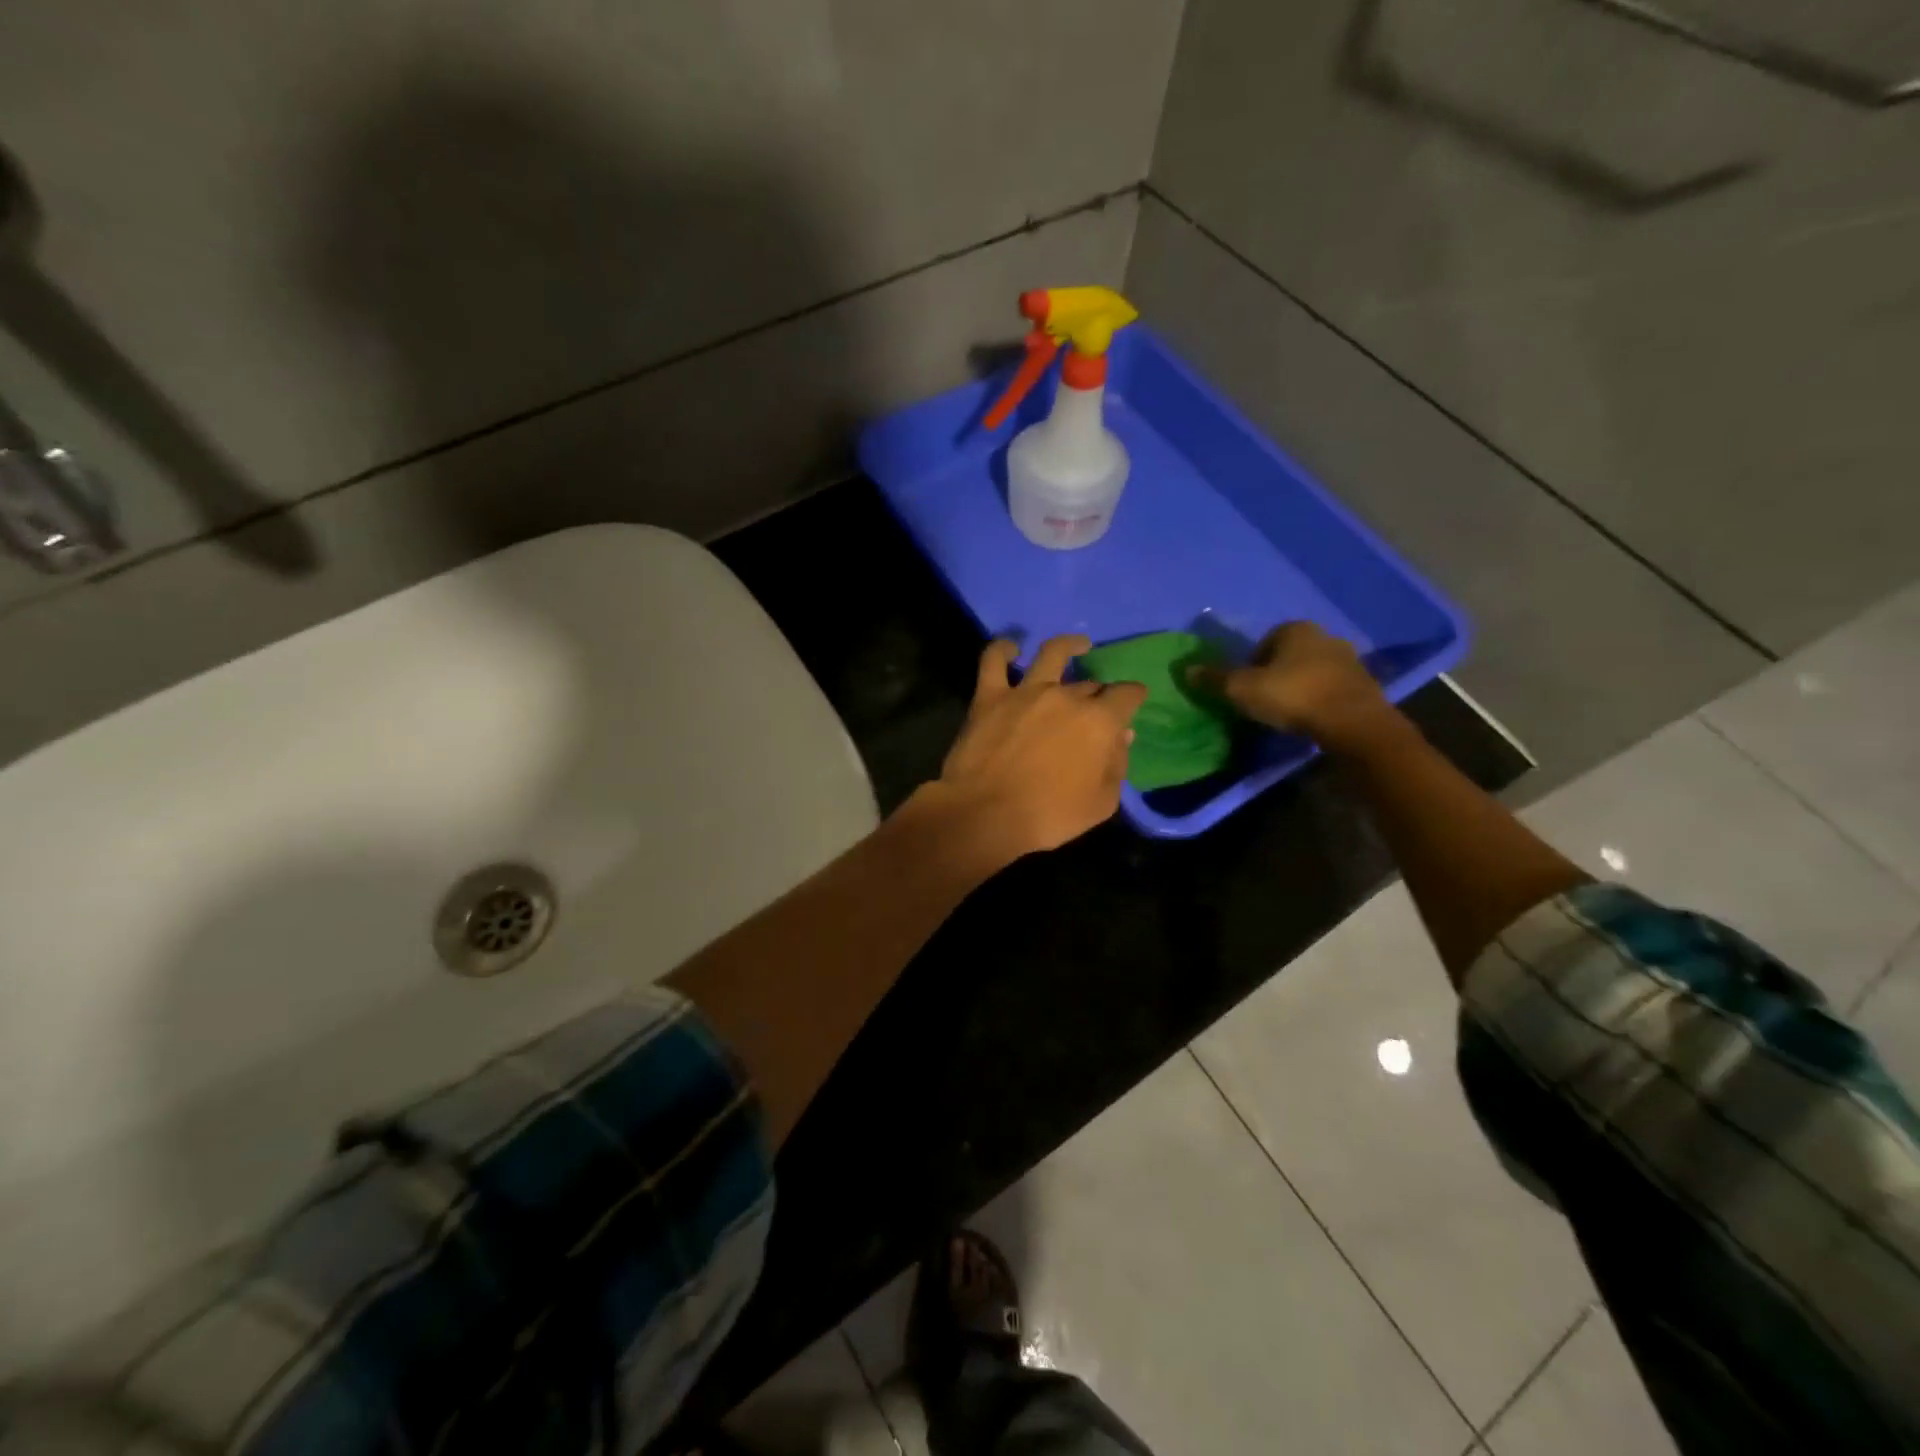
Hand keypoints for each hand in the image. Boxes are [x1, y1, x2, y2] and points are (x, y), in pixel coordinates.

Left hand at [926, 634, 1146, 859]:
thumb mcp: (1101, 803)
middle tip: (1095, 707)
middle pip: (1089, 685)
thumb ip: (1117, 765)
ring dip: (1069, 645)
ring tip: (1078, 644)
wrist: (985, 814)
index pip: (1126, 695)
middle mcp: (1066, 696)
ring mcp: (1026, 692)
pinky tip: (1011, 648)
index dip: (1133, 696)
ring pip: (1052, 654)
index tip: (1134, 699)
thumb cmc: (1049, 816)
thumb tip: (1122, 736)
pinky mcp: (989, 696)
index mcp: (1099, 721)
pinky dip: (1003, 649)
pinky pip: (994, 660)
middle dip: (1098, 694)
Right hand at [1188, 622, 1387, 744]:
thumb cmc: (1293, 696)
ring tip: (1287, 714)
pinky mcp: (1364, 684)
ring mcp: (1349, 659)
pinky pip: (1331, 689)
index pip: (1263, 642)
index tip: (1246, 688)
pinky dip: (1319, 700)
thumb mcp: (1242, 688)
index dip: (1250, 665)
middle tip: (1263, 701)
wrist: (1352, 722)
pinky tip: (1311, 720)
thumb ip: (1215, 679)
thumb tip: (1187, 669)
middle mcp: (1324, 636)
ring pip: (1311, 671)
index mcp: (1295, 629)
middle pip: (1289, 656)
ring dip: (1299, 688)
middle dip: (1276, 674)